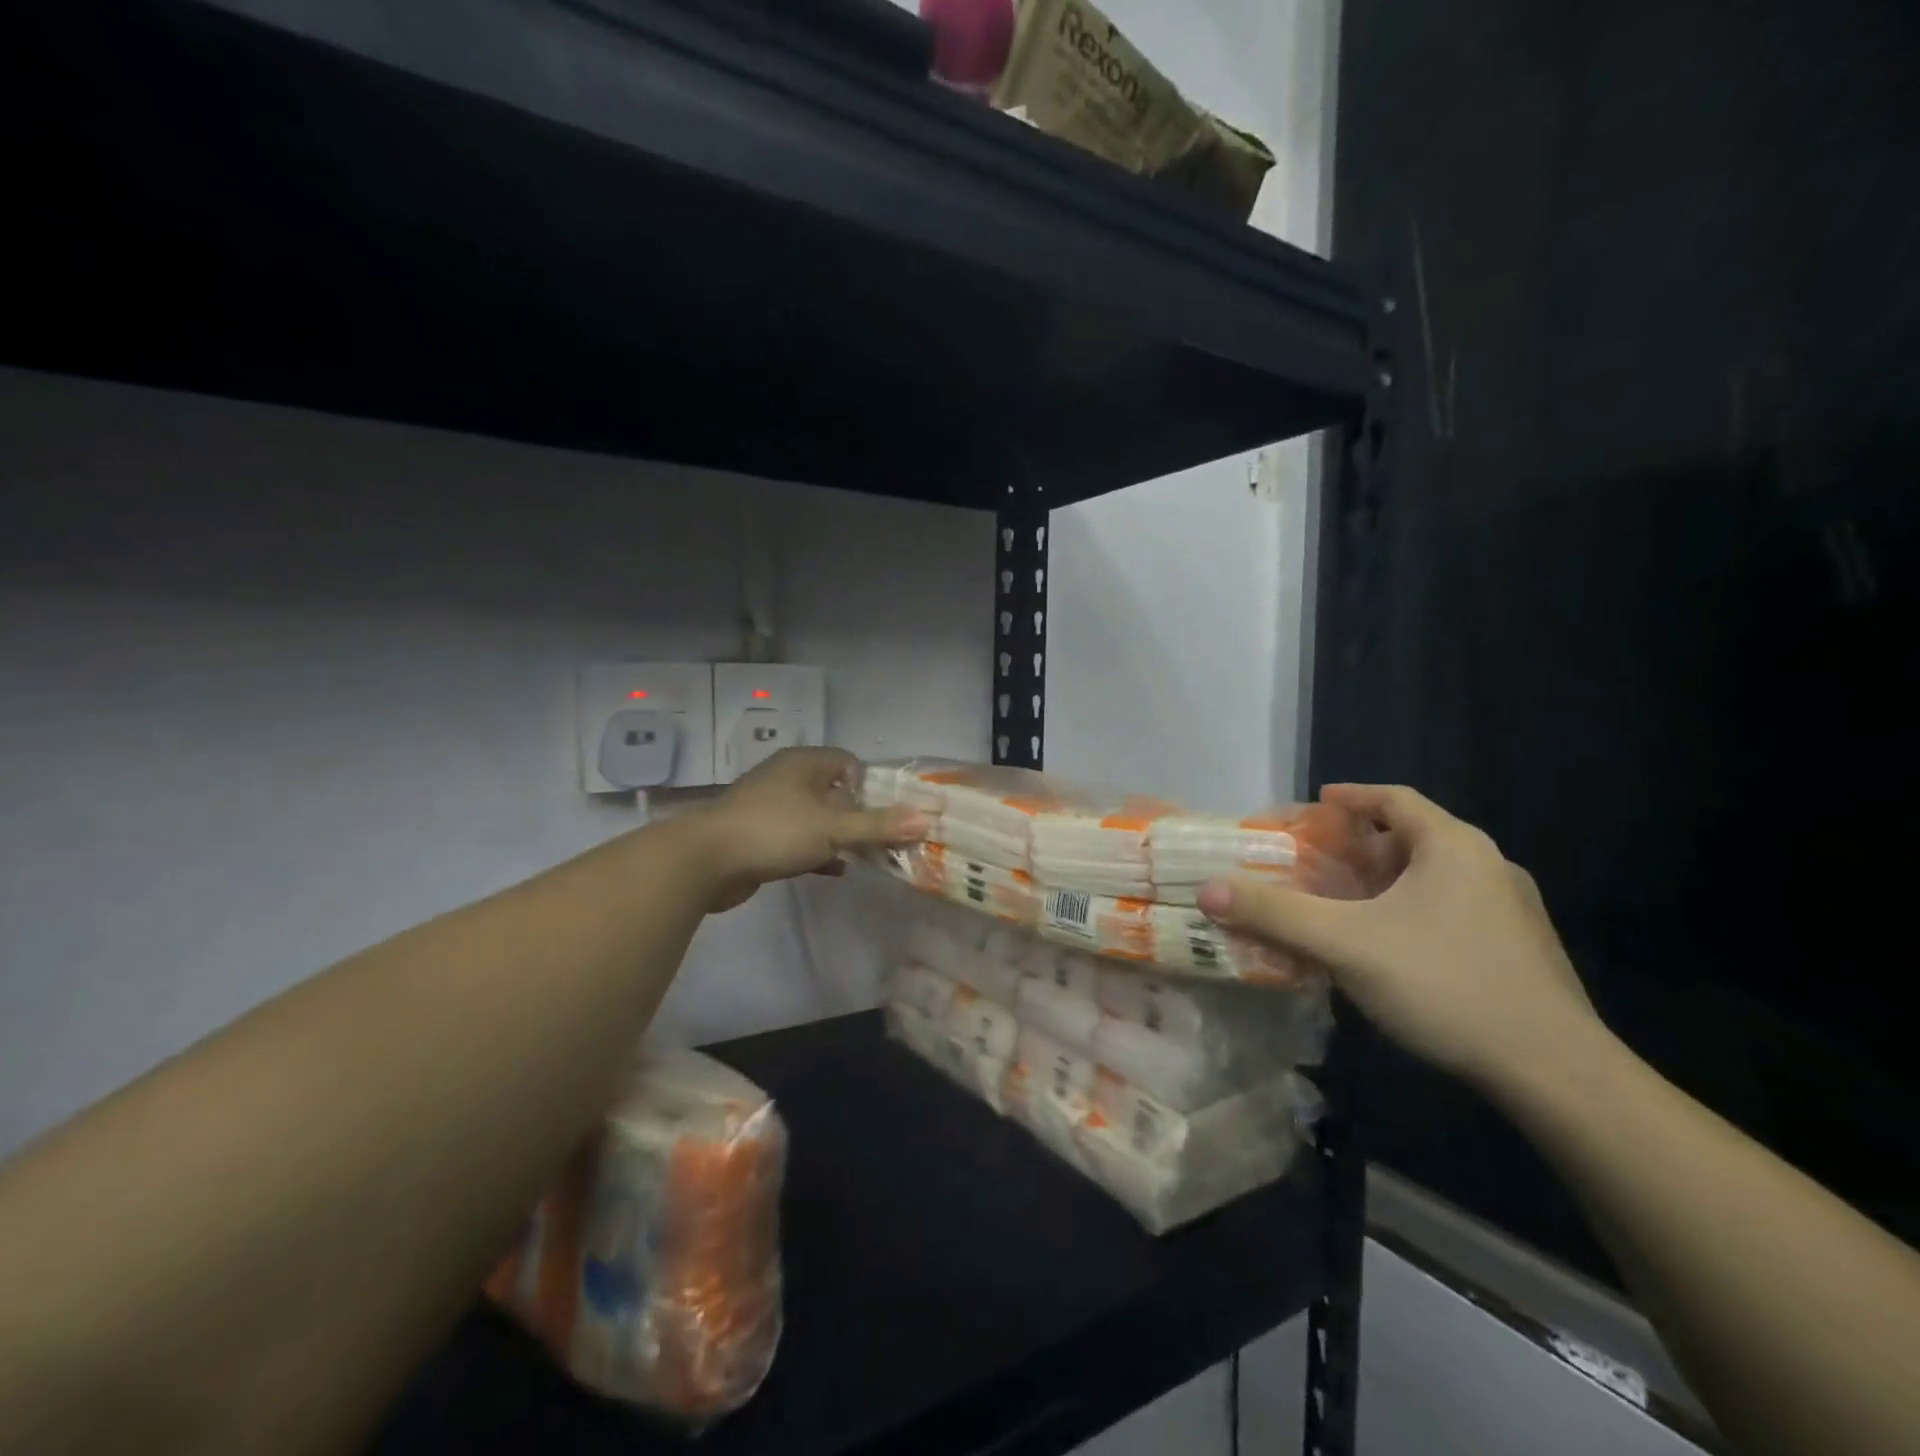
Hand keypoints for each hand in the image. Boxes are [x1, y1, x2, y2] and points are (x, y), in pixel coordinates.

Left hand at [691, 748, 925, 913]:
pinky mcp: (759, 836)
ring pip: (817, 818)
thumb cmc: (774, 831)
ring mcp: (770, 807)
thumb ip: (878, 825)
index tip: (892, 811)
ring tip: (869, 856)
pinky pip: (799, 839)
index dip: (874, 785)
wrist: (704, 860)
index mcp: (805, 763)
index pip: (850, 763)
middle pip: (835, 792)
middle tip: (886, 837)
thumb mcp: (833, 828)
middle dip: (860, 814)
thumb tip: (926, 819)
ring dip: (840, 836)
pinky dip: (818, 852)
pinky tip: (837, 870)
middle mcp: (787, 778)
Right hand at [1197, 784, 1608, 1092]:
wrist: (1555, 1072)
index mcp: (1453, 847)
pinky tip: (1389, 950)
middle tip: (1319, 862)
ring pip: (1434, 879)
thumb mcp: (1344, 943)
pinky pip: (1452, 912)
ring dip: (1387, 883)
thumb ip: (1274, 914)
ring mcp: (1511, 912)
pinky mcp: (1520, 952)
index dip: (1352, 796)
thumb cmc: (1444, 984)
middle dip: (1362, 846)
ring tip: (1346, 904)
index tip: (1316, 804)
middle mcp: (1488, 868)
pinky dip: (1412, 913)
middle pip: (1414, 838)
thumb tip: (1207, 890)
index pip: (1395, 799)